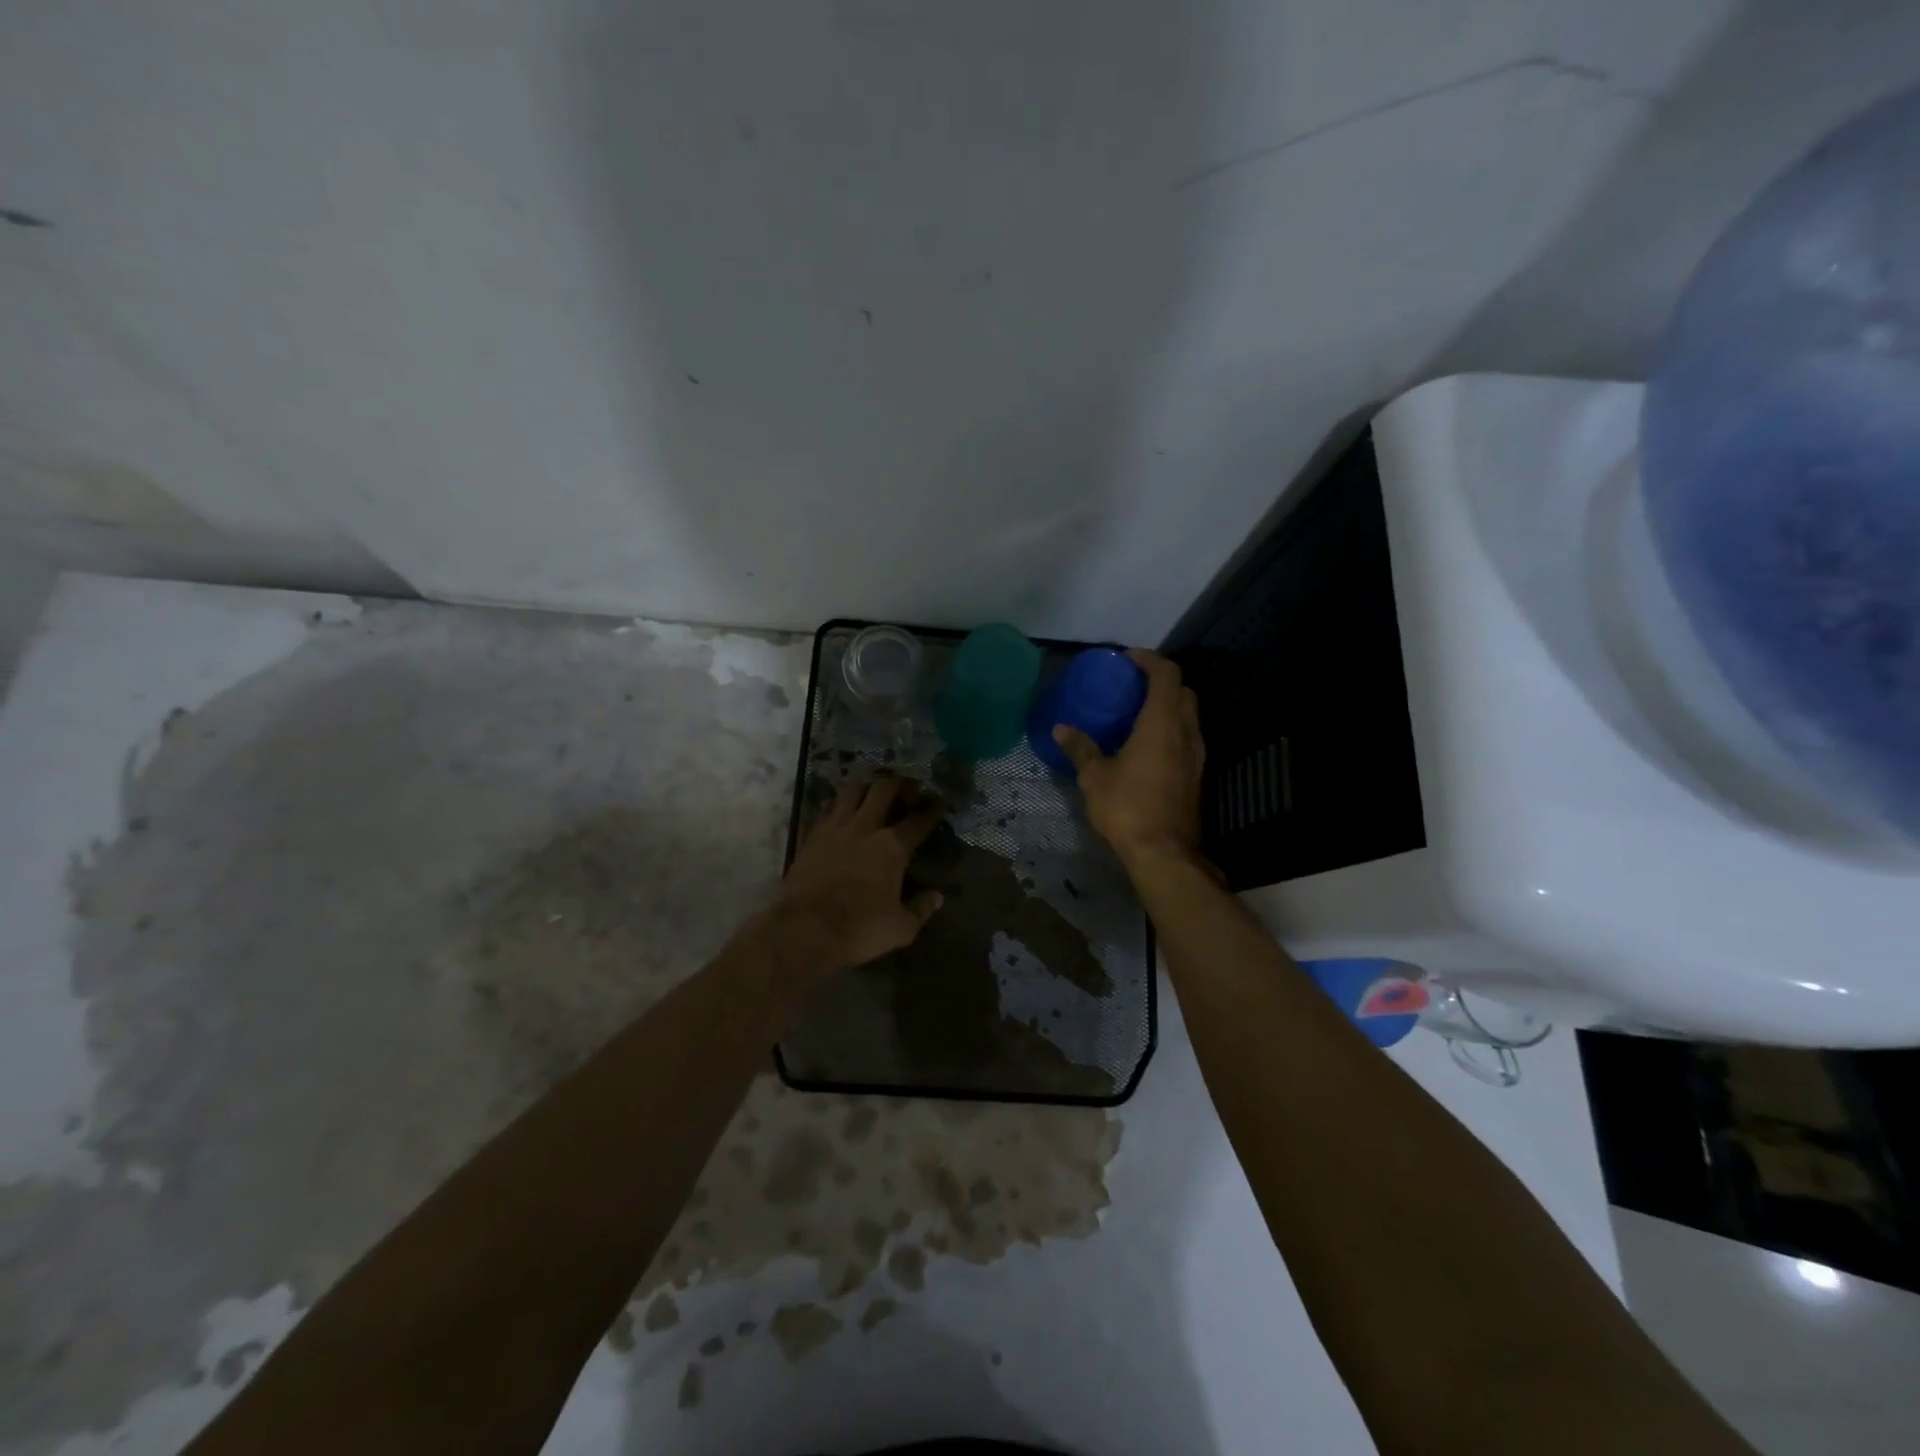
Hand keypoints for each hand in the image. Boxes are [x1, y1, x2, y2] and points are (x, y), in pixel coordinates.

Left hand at [773, 772, 945, 973]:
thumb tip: (937, 897)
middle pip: (884, 789)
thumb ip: (921, 910)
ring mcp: (835, 827)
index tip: (940, 802)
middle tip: (906, 785)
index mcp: (893, 847)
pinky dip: (838, 804)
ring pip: (852, 790)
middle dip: (899, 783)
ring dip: (865, 785)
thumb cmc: (858, 929)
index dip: (933, 810)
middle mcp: (866, 828)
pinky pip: (828, 808)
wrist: (803, 930)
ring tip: (872, 788)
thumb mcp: (900, 929)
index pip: (919, 821)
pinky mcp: (812, 835)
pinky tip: (841, 810)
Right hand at [1054, 649, 1206, 870]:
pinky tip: (1146, 746)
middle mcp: (1186, 732)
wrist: (1164, 853)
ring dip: (1167, 707)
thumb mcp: (1095, 776)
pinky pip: (1186, 738)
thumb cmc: (1127, 807)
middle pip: (1183, 691)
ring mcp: (1196, 755)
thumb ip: (1080, 748)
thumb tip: (1061, 728)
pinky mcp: (1196, 775)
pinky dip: (1170, 730)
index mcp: (1162, 723)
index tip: (1127, 659)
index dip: (1149, 660)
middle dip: (1160, 681)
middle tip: (1131, 686)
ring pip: (1188, 716)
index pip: (1167, 674)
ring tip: (1136, 714)